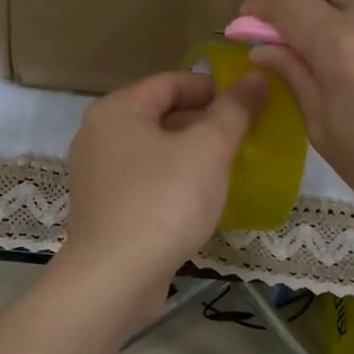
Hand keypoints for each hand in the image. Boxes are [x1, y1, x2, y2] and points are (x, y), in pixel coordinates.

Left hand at [56, 70, 266, 301]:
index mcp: (117, 110)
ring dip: (190, 154)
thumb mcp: (208, 149)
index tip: (248, 103)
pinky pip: (145, 180)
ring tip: (229, 166)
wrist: (115, 276)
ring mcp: (97, 174)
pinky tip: (200, 198)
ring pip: (153, 150)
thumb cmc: (163, 201)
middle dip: (203, 122)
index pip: (170, 82)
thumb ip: (234, 110)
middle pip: (159, 115)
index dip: (212, 88)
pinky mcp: (103, 208)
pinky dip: (172, 180)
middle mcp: (98, 135)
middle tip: (244, 137)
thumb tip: (257, 77)